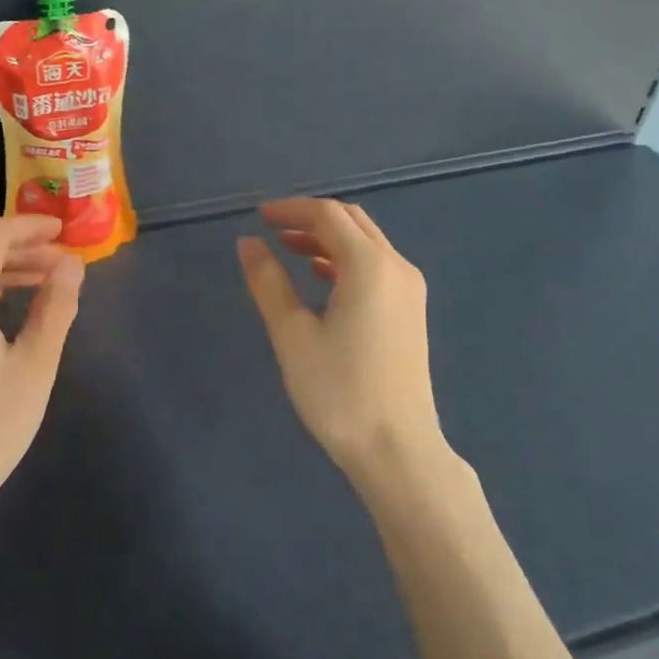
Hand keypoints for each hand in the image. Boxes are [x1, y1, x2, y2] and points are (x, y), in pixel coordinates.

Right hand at [237, 199, 451, 482]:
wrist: (397, 448)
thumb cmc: (338, 391)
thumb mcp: (292, 335)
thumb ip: (268, 282)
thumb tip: (247, 243)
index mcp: (370, 266)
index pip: (328, 215)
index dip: (291, 209)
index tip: (258, 217)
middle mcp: (397, 267)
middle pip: (352, 222)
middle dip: (310, 218)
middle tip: (271, 229)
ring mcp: (409, 289)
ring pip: (366, 243)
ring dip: (327, 238)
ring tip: (287, 249)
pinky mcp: (410, 311)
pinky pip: (376, 266)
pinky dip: (344, 260)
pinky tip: (319, 276)